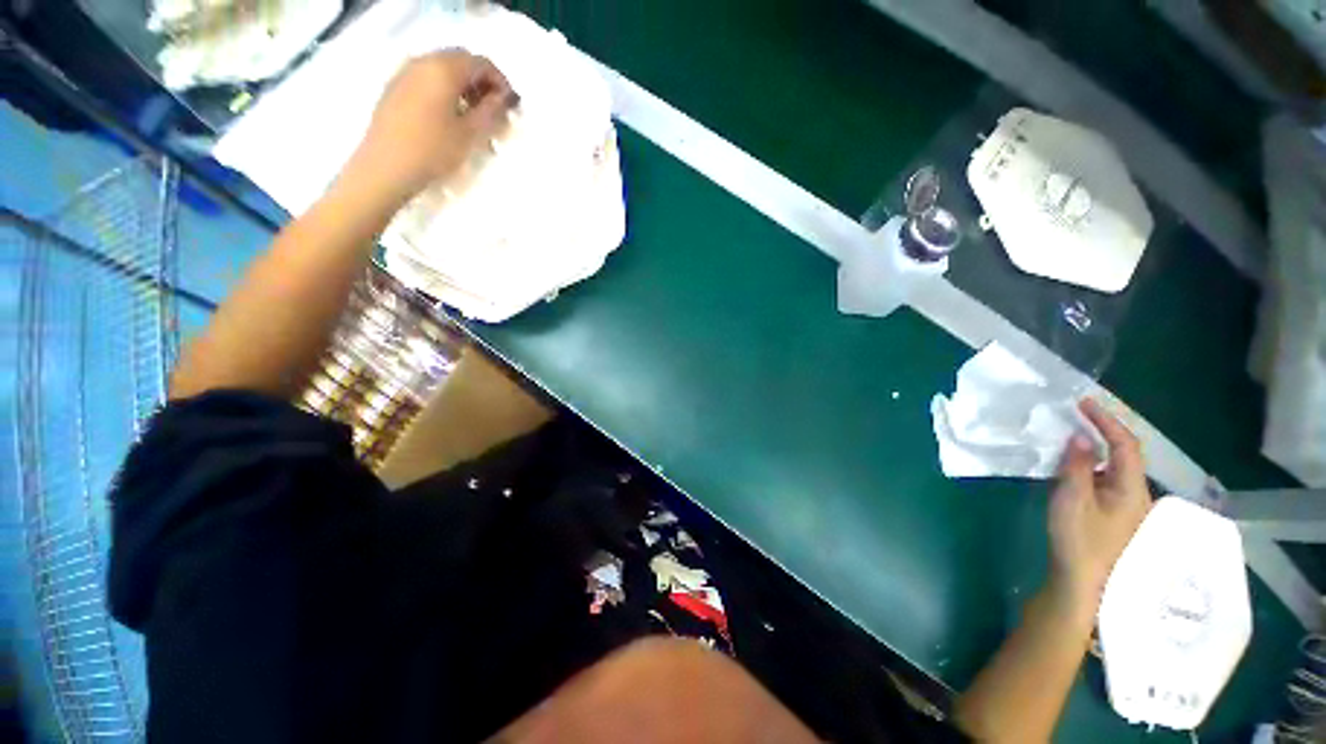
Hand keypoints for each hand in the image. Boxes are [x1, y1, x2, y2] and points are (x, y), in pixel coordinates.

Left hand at [341, 50, 516, 208]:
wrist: (386, 167)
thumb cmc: (433, 150)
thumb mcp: (470, 134)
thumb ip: (490, 112)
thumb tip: (503, 99)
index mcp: (443, 69)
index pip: (480, 63)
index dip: (500, 82)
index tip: (510, 105)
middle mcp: (423, 62)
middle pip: (460, 61)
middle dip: (482, 83)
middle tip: (494, 111)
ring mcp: (405, 73)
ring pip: (443, 70)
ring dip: (464, 87)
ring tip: (474, 117)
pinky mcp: (395, 89)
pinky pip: (427, 80)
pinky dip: (445, 91)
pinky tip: (450, 118)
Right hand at [1046, 399, 1151, 618]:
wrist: (1083, 584)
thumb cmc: (1079, 541)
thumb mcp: (1072, 500)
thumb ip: (1077, 467)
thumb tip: (1080, 437)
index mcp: (1131, 489)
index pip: (1126, 445)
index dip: (1107, 420)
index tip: (1083, 403)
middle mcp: (1136, 495)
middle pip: (1125, 455)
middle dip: (1103, 432)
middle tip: (1076, 417)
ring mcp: (1127, 508)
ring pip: (1116, 469)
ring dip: (1096, 450)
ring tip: (1070, 439)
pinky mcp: (1115, 517)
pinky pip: (1107, 481)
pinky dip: (1092, 467)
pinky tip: (1073, 470)